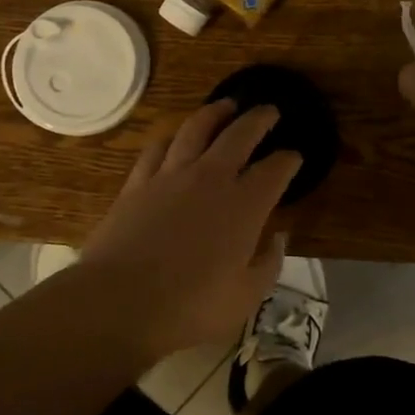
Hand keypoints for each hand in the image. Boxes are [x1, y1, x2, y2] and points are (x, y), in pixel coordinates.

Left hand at [74, 100, 301, 358]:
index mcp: (245, 205)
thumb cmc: (190, 308)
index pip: (275, 170)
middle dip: (259, 119)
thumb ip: (268, 264)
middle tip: (269, 111)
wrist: (119, 303)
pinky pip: (158, 148)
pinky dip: (172, 137)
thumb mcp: (245, 298)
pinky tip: (175, 137)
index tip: (295, 156)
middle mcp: (211, 178)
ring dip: (215, 113)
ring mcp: (171, 176)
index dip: (289, 160)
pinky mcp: (138, 183)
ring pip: (196, 128)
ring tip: (225, 106)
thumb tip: (279, 237)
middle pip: (240, 134)